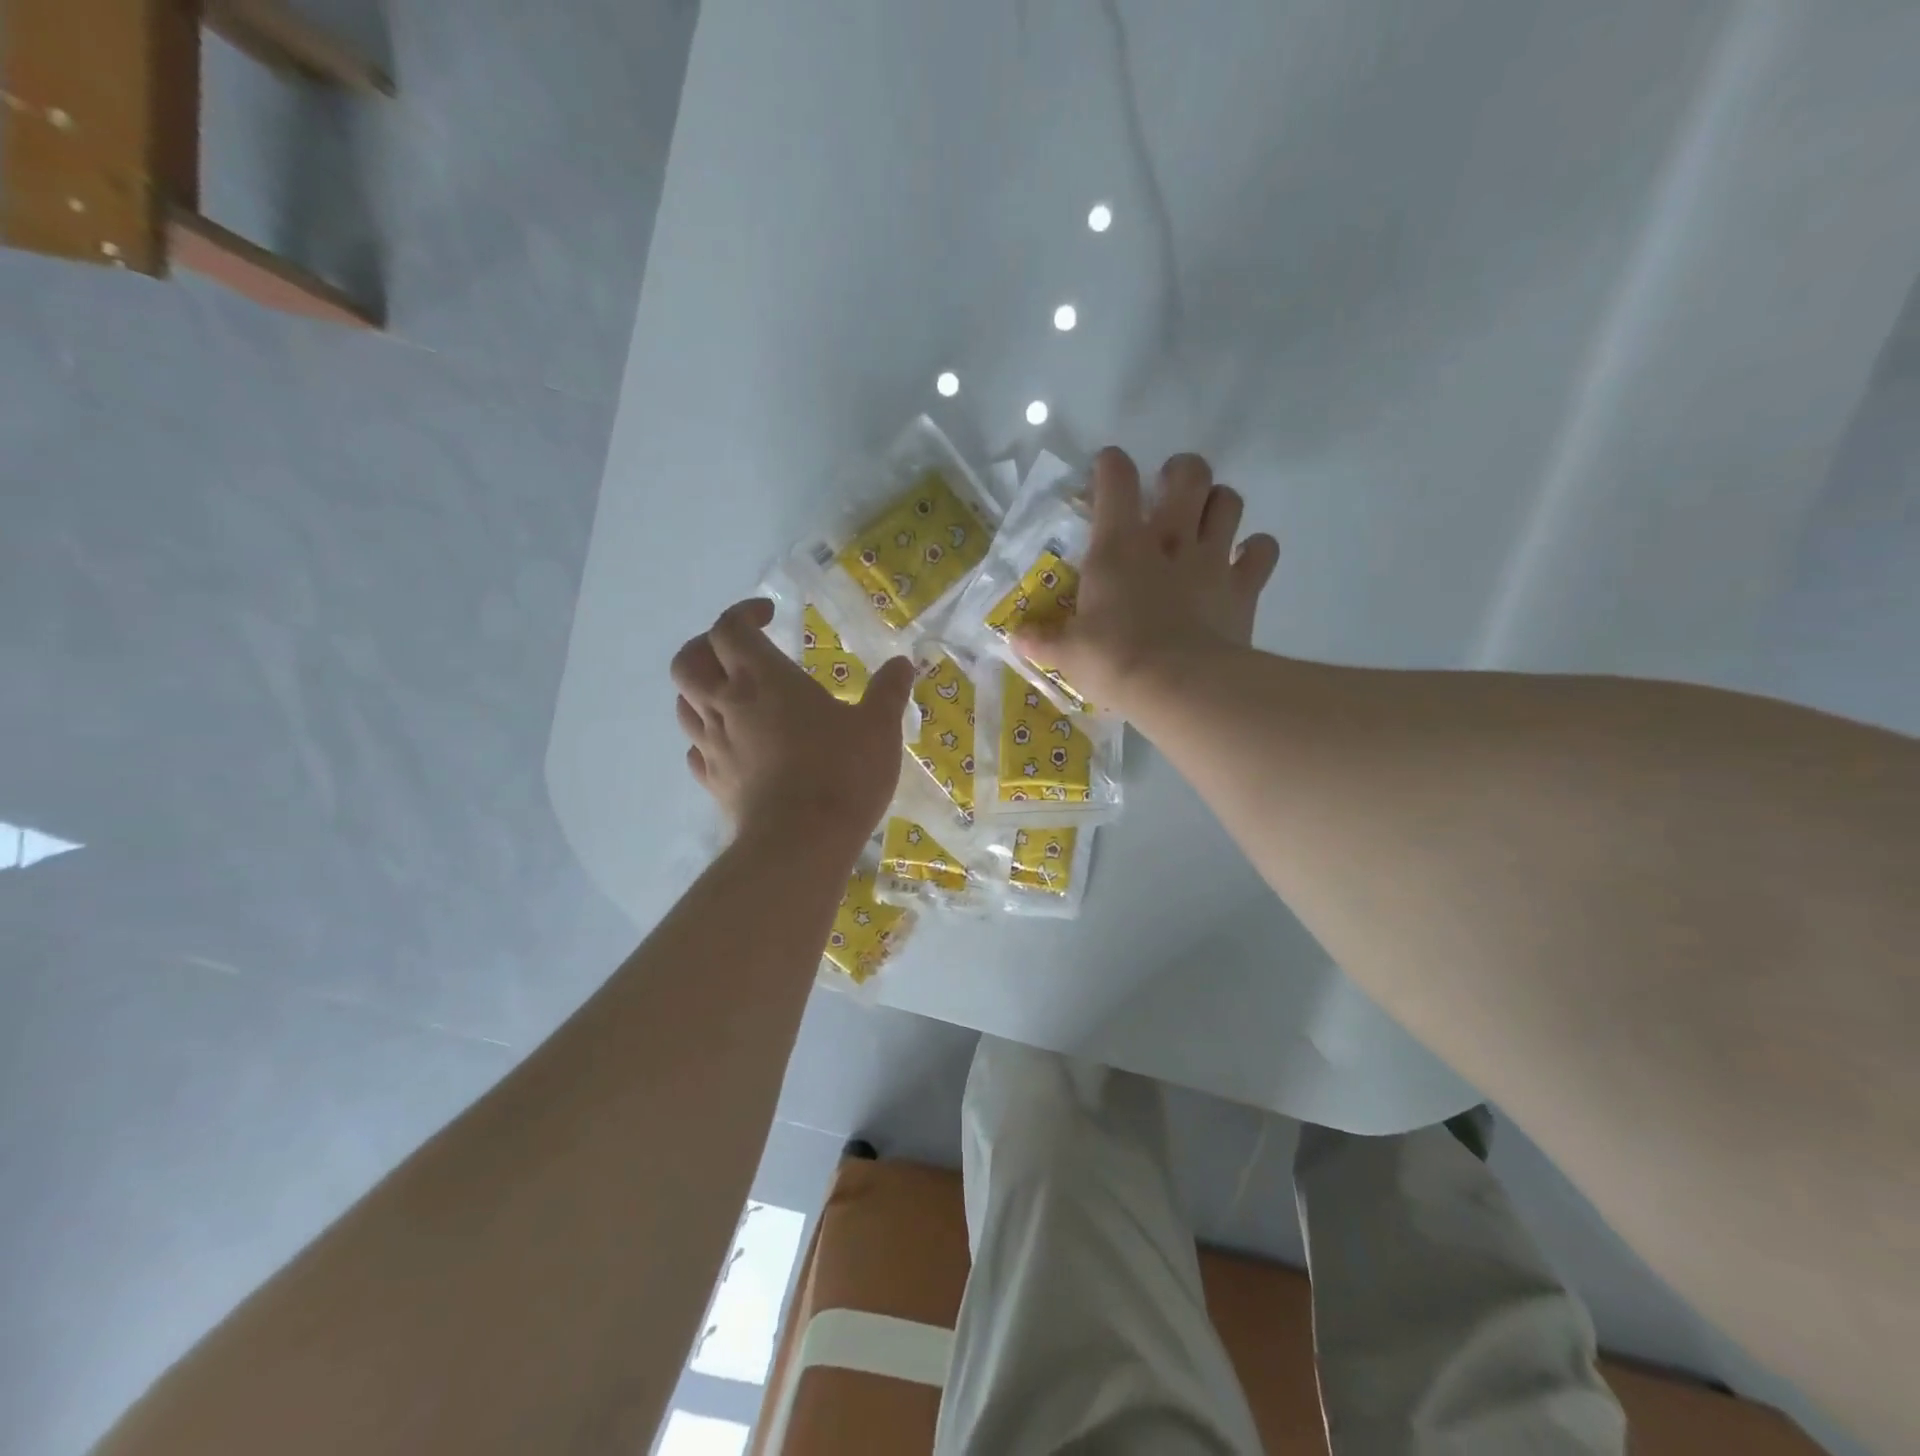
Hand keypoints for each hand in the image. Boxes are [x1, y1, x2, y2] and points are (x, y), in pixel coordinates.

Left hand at [672, 599, 914, 857]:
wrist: (801, 844)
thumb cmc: (841, 774)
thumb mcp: (879, 728)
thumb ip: (889, 691)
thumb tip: (902, 663)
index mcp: (762, 680)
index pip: (729, 628)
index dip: (744, 613)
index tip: (771, 616)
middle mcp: (727, 705)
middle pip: (689, 660)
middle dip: (707, 646)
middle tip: (740, 651)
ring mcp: (714, 746)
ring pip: (684, 704)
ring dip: (702, 689)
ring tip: (734, 695)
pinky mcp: (714, 783)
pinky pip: (696, 748)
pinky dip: (708, 736)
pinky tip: (734, 744)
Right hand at [1015, 448, 1278, 709]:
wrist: (1178, 685)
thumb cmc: (1114, 660)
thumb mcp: (1067, 653)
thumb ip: (1042, 640)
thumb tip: (1014, 637)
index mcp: (1119, 546)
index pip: (1116, 478)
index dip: (1111, 465)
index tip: (1107, 470)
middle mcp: (1169, 538)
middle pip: (1188, 474)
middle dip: (1180, 472)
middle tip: (1169, 490)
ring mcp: (1212, 559)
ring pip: (1229, 501)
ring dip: (1219, 503)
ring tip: (1207, 520)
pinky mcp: (1244, 587)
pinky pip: (1262, 551)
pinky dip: (1256, 551)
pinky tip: (1244, 561)